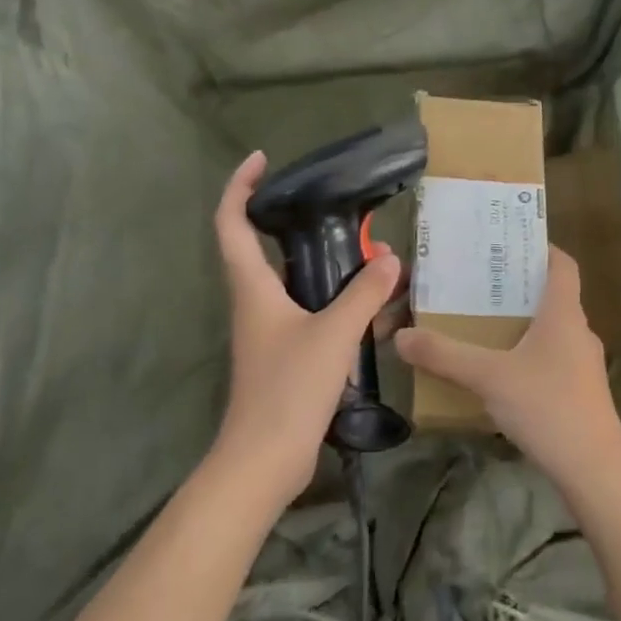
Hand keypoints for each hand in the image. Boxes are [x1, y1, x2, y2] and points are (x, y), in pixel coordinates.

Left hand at [210, 151, 402, 509]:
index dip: (239, 187)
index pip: (231, 224)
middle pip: (263, 250)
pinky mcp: (285, 356)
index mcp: (253, 288)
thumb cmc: (289, 388)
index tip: (261, 160)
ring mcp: (268, 332)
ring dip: (324, 266)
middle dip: (294, 224)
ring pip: (293, 284)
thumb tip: (389, 258)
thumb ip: (364, 294)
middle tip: (336, 212)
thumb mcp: (334, 334)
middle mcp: (254, 304)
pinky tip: (371, 308)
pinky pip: (310, 314)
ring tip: (366, 256)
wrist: (265, 459)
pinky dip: (336, 302)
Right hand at [394, 248, 620, 498]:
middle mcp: (578, 331)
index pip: (562, 264)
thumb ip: (444, 355)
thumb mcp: (489, 377)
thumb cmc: (547, 406)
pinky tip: (500, 372)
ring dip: (520, 323)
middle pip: (552, 295)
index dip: (540, 248)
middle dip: (516, 288)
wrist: (594, 469)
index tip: (508, 243)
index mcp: (563, 313)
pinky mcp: (580, 391)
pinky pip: (551, 358)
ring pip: (550, 330)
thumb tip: (402, 336)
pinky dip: (527, 354)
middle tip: (477, 284)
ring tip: (481, 324)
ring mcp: (583, 363)